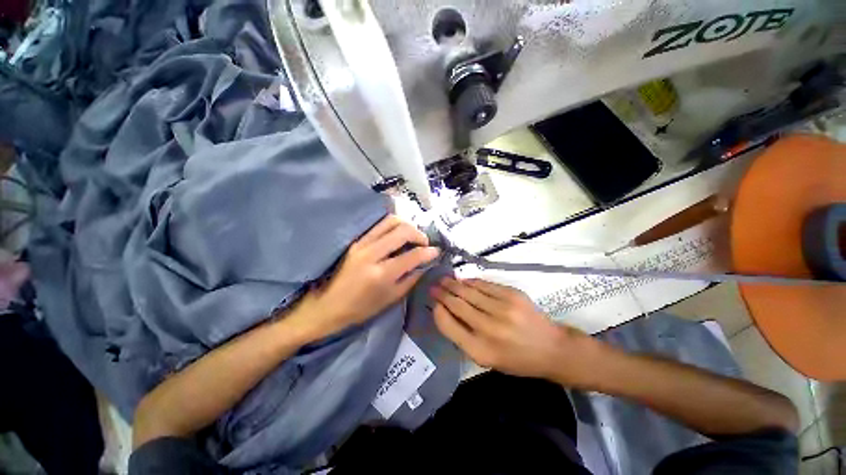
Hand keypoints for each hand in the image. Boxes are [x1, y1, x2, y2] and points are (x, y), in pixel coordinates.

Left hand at [293, 215, 439, 339]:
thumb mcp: (391, 298)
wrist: (328, 305)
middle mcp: (372, 254)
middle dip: (419, 234)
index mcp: (382, 274)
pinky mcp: (356, 241)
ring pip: (390, 221)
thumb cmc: (361, 308)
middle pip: (402, 231)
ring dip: (406, 225)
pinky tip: (397, 234)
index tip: (436, 251)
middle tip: (424, 243)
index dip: (428, 252)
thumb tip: (425, 264)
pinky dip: (392, 225)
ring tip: (412, 236)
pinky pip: (378, 225)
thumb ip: (411, 278)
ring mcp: (362, 244)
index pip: (412, 255)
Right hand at [431, 277, 603, 385]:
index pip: (448, 325)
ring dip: (453, 283)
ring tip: (444, 279)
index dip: (438, 310)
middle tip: (433, 286)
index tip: (433, 302)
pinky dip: (471, 281)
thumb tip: (445, 311)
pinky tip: (464, 280)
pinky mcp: (512, 294)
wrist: (551, 348)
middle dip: (442, 293)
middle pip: (457, 304)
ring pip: (468, 291)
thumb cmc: (516, 359)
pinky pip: (484, 284)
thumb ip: (464, 337)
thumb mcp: (487, 359)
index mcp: (480, 350)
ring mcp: (502, 309)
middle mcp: (489, 329)